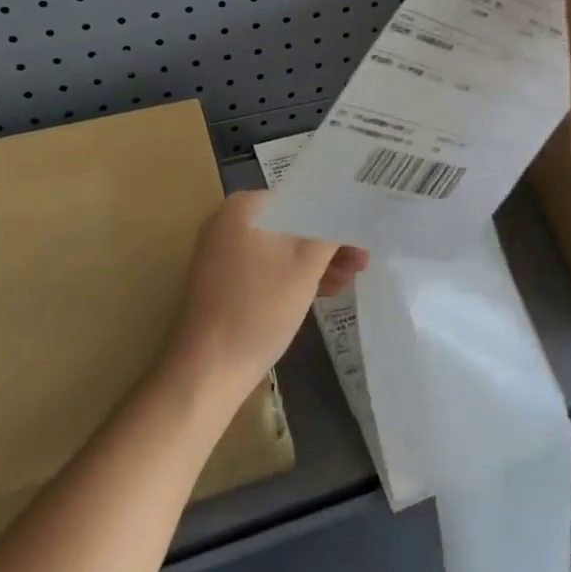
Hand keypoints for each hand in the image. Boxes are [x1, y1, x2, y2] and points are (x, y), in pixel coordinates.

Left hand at [164, 191, 367, 396]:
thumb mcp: (306, 266)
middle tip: (362, 262)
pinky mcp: (223, 280)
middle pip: (293, 224)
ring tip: (349, 281)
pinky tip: (323, 291)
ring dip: (316, 262)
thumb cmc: (259, 309)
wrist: (206, 371)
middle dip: (329, 244)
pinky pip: (267, 266)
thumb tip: (350, 210)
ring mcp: (223, 251)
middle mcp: (229, 221)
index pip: (304, 200)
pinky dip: (293, 275)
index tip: (363, 236)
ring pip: (282, 247)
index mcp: (245, 207)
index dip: (338, 217)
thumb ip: (332, 232)